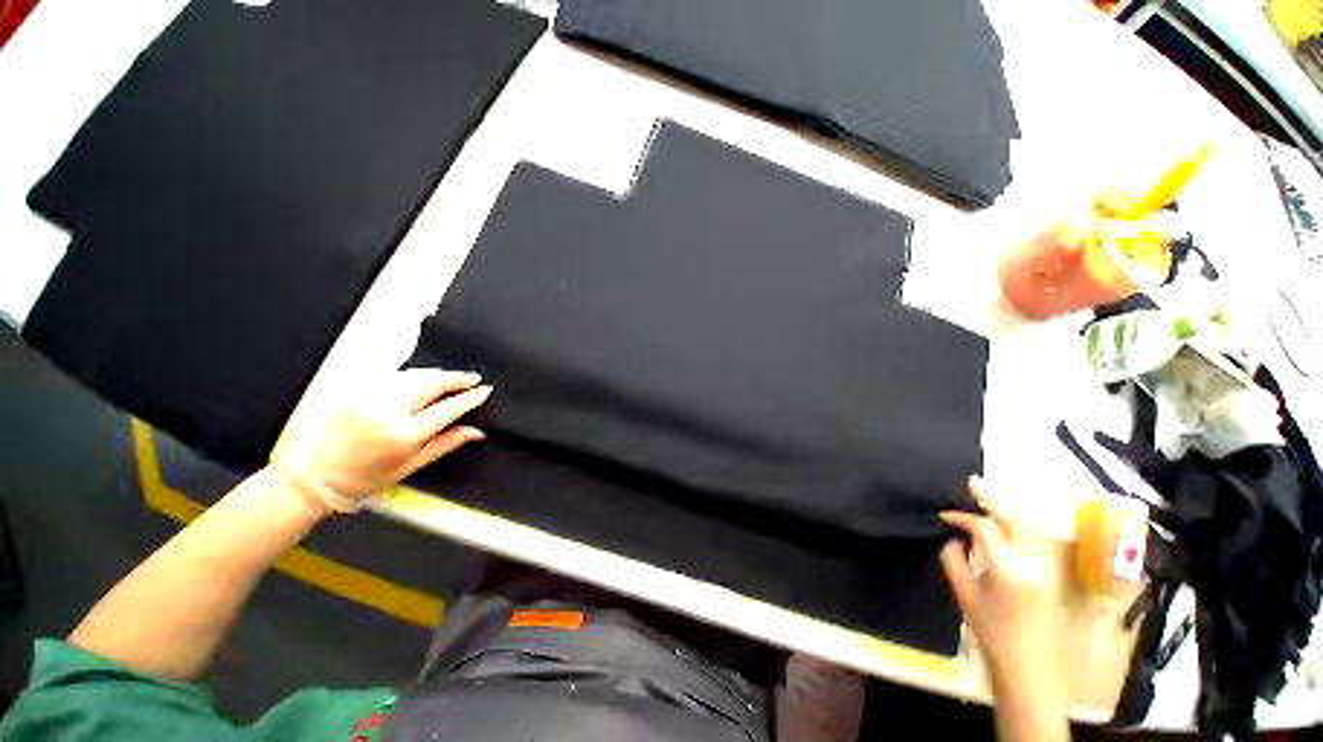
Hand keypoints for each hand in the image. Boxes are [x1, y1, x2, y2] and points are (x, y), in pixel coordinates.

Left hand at [270, 368, 490, 510]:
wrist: (314, 474)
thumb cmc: (366, 477)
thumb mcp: (411, 466)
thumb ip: (446, 444)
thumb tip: (478, 432)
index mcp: (403, 434)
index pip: (447, 409)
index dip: (469, 398)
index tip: (485, 390)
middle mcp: (387, 410)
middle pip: (432, 383)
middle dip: (456, 378)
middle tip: (473, 378)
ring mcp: (368, 396)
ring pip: (413, 375)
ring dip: (436, 375)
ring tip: (451, 378)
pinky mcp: (355, 390)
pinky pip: (393, 376)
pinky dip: (413, 375)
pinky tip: (421, 378)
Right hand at [939, 477, 1061, 685]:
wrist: (1027, 662)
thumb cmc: (991, 631)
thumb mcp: (964, 595)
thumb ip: (954, 561)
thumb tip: (953, 539)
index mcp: (1006, 568)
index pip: (984, 528)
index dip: (962, 517)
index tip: (945, 516)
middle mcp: (1031, 562)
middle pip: (1014, 519)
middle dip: (992, 498)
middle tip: (972, 483)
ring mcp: (1047, 566)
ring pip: (1031, 525)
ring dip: (1009, 507)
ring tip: (989, 496)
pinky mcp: (1053, 572)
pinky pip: (1038, 538)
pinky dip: (1023, 523)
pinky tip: (1010, 519)